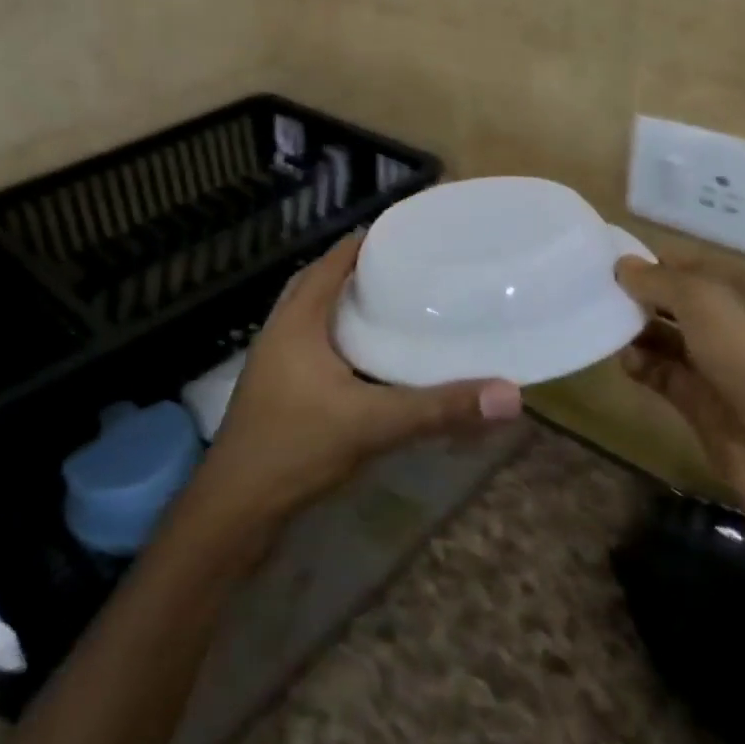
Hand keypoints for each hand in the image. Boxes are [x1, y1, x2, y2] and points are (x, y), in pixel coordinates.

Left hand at [193, 233, 522, 527]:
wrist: (234, 510)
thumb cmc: (296, 448)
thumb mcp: (372, 423)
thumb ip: (439, 408)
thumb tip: (509, 394)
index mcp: (296, 321)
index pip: (331, 263)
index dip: (363, 243)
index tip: (403, 233)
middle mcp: (279, 332)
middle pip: (316, 283)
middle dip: (353, 270)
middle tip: (400, 268)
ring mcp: (272, 363)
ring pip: (309, 316)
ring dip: (341, 304)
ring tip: (387, 305)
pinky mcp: (274, 391)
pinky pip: (308, 345)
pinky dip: (335, 337)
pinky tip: (364, 360)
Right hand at [613, 255, 744, 504]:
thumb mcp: (706, 302)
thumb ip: (659, 280)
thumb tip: (622, 265)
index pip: (689, 264)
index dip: (651, 261)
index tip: (605, 261)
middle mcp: (731, 322)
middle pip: (673, 299)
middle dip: (637, 295)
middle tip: (593, 292)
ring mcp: (716, 363)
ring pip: (663, 335)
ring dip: (634, 329)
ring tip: (604, 326)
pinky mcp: (699, 400)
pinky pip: (660, 371)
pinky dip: (640, 364)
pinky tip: (627, 362)